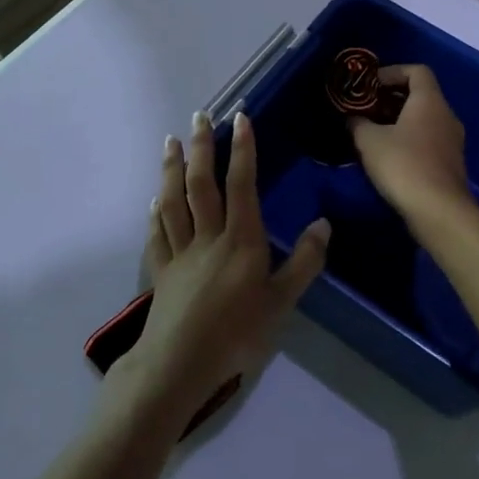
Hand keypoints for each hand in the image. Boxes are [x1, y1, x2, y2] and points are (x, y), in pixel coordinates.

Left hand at [117, 110, 329, 420]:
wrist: (181, 362)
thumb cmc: (238, 332)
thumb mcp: (282, 300)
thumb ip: (305, 262)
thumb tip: (323, 223)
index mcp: (241, 239)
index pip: (241, 184)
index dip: (242, 149)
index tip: (239, 118)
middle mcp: (208, 236)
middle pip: (201, 183)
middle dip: (201, 147)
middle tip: (199, 116)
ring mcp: (180, 252)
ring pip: (174, 200)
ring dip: (172, 168)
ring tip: (171, 142)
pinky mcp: (161, 270)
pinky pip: (157, 233)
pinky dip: (156, 212)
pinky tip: (155, 199)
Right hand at [349, 65, 472, 227]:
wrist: (438, 210)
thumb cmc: (403, 165)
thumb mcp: (369, 141)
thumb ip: (358, 123)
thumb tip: (353, 117)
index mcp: (429, 101)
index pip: (416, 71)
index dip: (392, 72)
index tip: (369, 85)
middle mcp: (446, 115)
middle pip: (420, 95)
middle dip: (391, 99)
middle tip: (366, 109)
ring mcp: (452, 140)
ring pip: (424, 120)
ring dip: (399, 122)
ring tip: (373, 133)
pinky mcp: (451, 163)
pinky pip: (428, 140)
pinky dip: (409, 140)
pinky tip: (389, 157)